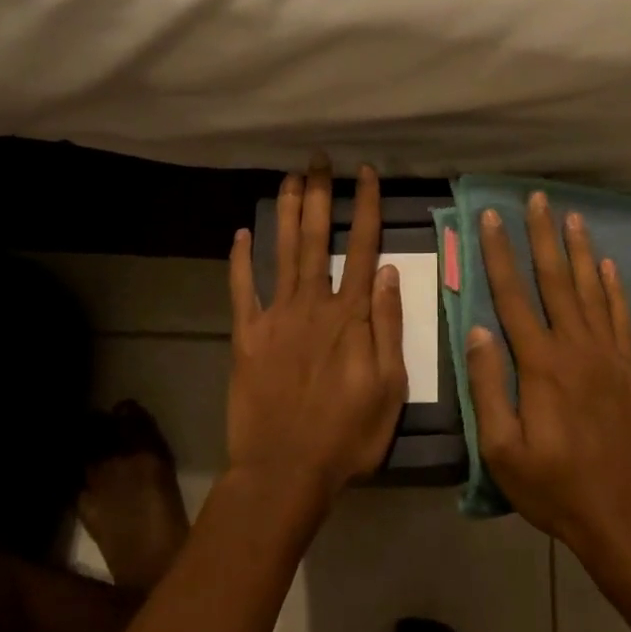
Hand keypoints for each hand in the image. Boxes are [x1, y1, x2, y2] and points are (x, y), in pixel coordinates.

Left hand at [226, 162, 407, 506]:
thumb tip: (389, 272)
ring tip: (289, 178)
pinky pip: (242, 290)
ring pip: (282, 253)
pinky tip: (241, 232)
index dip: (365, 207)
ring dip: (286, 212)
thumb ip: (389, 326)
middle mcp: (313, 304)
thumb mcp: (390, 387)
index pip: (362, 247)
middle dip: (320, 195)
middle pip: (316, 239)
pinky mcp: (247, 336)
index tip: (365, 174)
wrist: (285, 471)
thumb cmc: (347, 434)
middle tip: (318, 160)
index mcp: (351, 316)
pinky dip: (240, 260)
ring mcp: (276, 317)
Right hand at [467, 193, 630, 571]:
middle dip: (542, 235)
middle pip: (556, 280)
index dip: (498, 253)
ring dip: (579, 250)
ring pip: (593, 290)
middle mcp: (578, 348)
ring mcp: (611, 356)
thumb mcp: (503, 451)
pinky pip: (623, 317)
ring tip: (572, 216)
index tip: (489, 217)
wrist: (628, 519)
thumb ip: (488, 388)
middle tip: (536, 198)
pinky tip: (609, 266)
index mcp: (541, 365)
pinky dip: (615, 288)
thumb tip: (478, 330)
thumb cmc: (556, 490)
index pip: (513, 296)